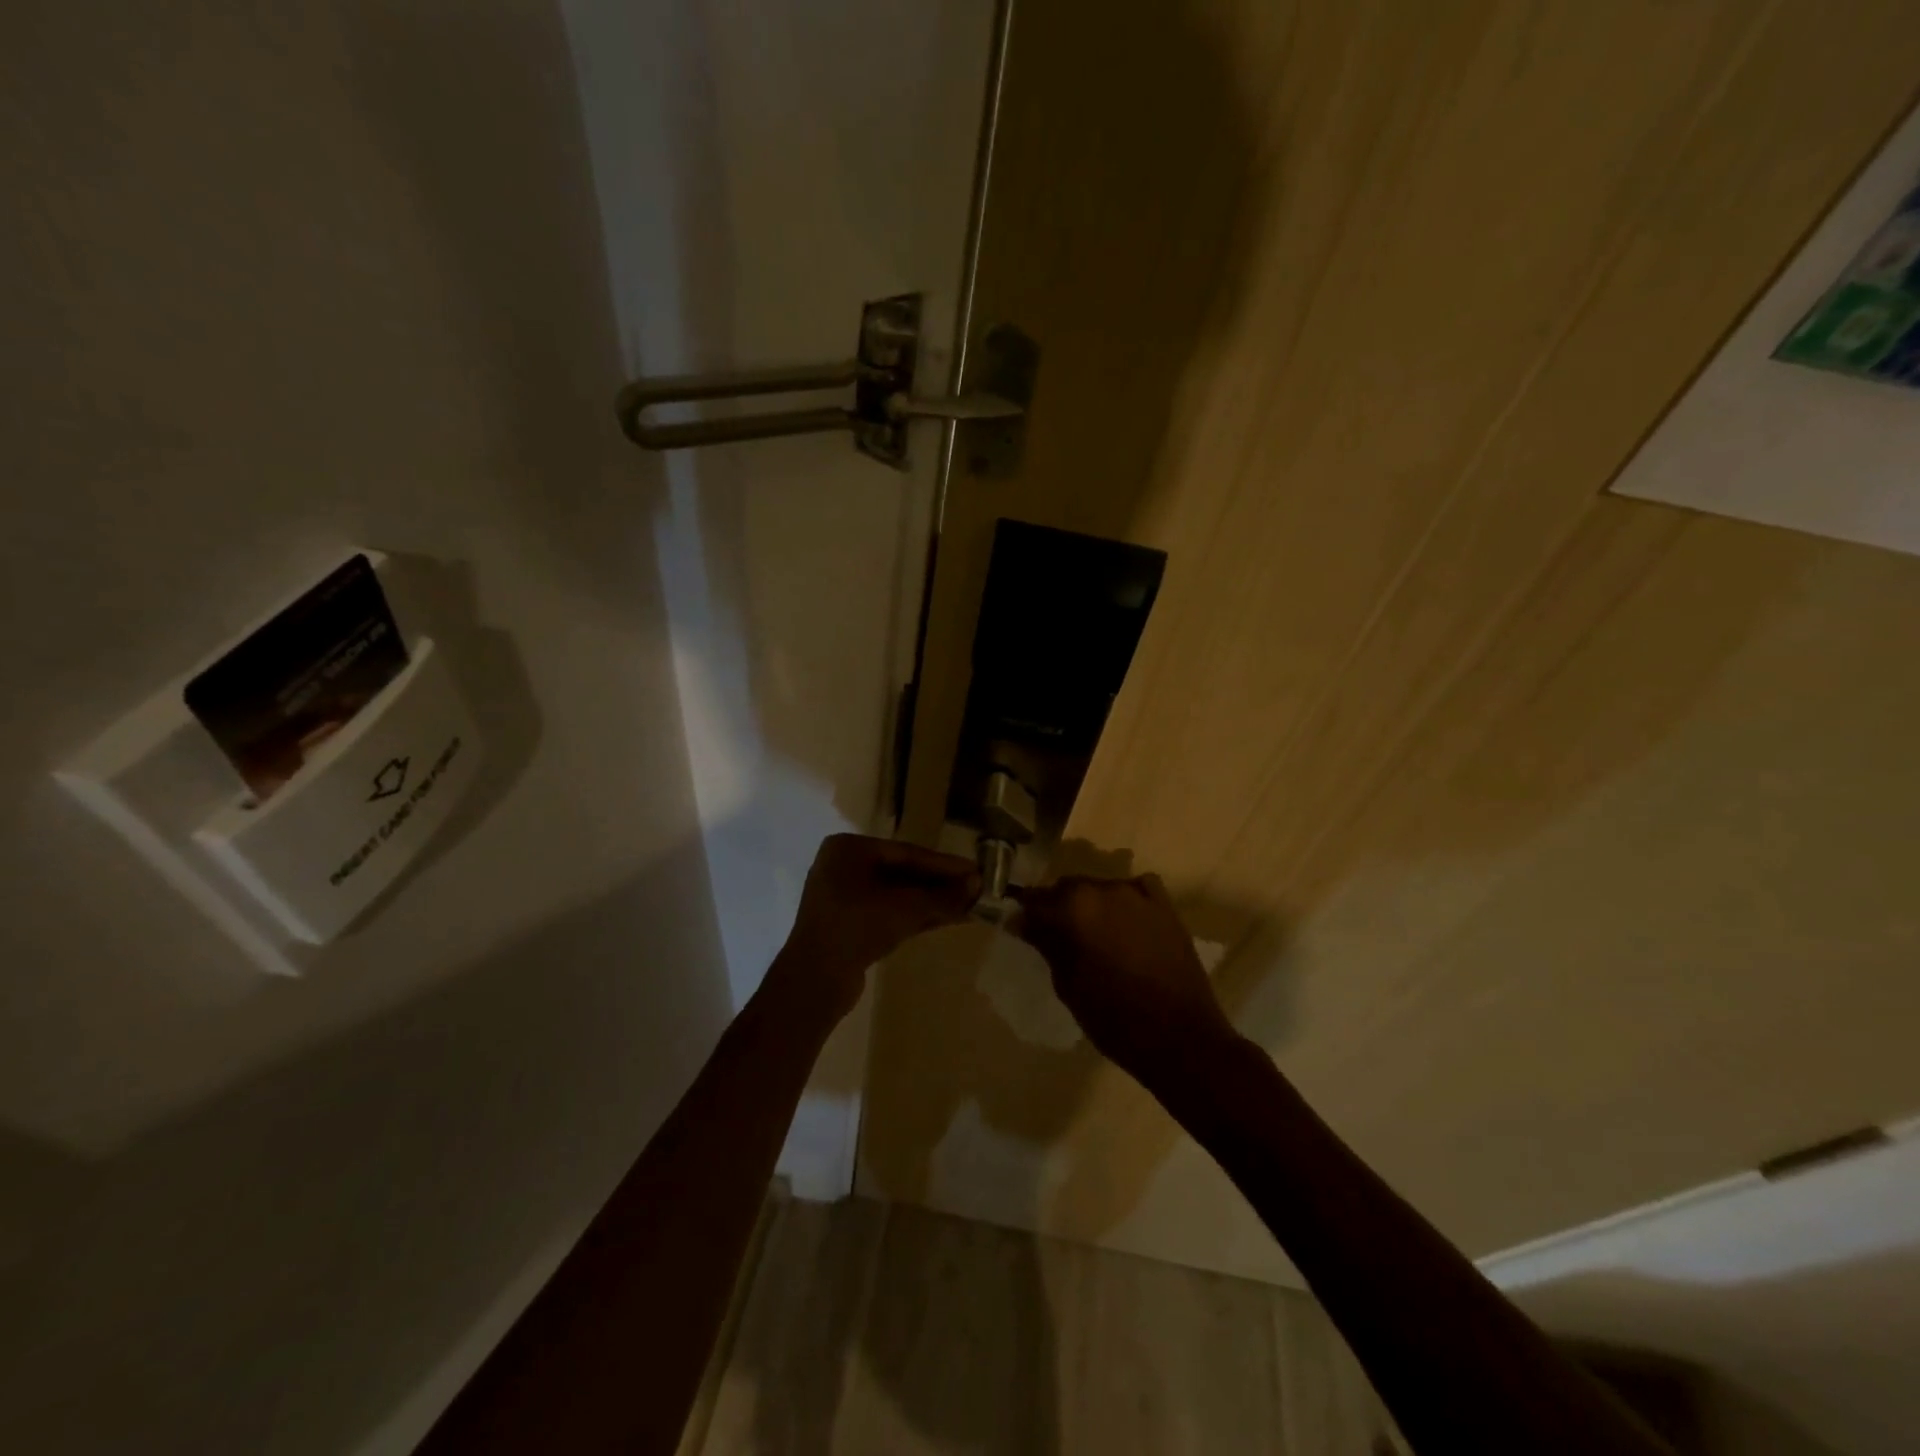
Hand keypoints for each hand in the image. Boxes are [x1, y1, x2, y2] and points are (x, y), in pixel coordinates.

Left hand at [771, 834, 980, 1021]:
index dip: (944, 865)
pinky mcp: (848, 924)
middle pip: (902, 872)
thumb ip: (941, 896)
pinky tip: (945, 920)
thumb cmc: (856, 928)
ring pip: (897, 894)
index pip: (906, 853)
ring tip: (967, 907)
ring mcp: (843, 897)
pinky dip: (914, 915)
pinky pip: (887, 912)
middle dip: (939, 885)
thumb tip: (976, 885)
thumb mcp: (905, 908)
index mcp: (848, 849)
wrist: (814, 981)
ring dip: (930, 902)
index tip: (975, 871)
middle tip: (974, 891)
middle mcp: (843, 866)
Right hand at [1012, 873, 1237, 1088]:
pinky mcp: (1165, 907)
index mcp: (1074, 908)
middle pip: (1068, 887)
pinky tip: (1125, 923)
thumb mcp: (1068, 985)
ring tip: (1093, 935)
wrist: (1180, 1038)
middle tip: (1056, 937)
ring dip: (1091, 905)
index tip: (1020, 930)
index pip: (1035, 900)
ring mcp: (1138, 895)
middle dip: (1057, 907)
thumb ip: (1046, 945)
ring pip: (1101, 889)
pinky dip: (1126, 901)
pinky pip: (1136, 890)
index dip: (1025, 915)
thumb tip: (1022, 921)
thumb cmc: (1114, 1018)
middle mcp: (1104, 890)